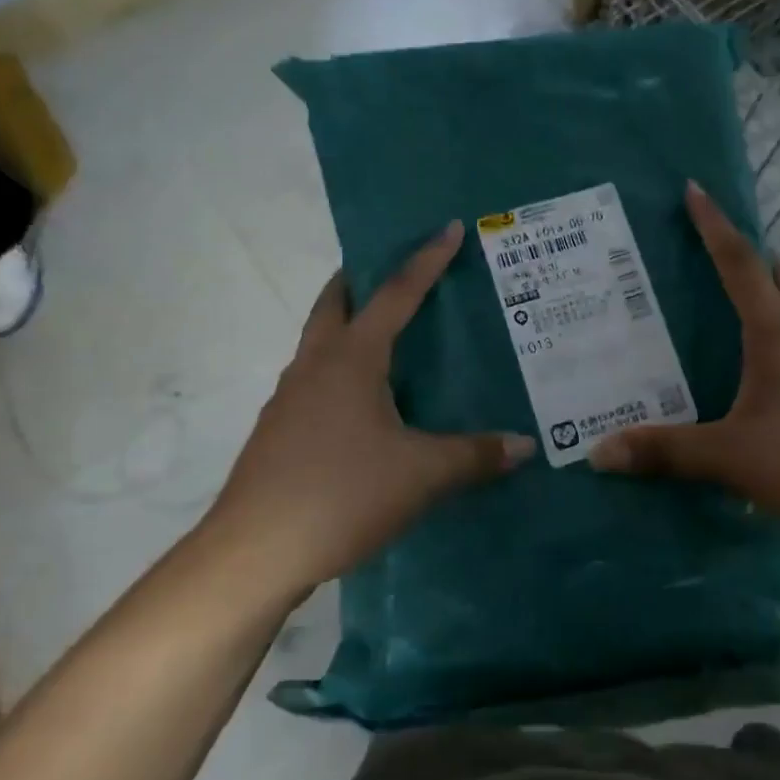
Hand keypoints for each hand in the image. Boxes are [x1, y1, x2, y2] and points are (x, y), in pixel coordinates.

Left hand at [204, 221, 533, 594]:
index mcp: (351, 359)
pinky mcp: (279, 431)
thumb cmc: (341, 494)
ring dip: (347, 325)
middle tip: (397, 274)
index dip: (426, 260)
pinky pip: (314, 380)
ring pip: (319, 342)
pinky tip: (364, 404)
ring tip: (386, 338)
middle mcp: (315, 365)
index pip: (396, 294)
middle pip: (335, 303)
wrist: (253, 552)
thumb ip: (475, 455)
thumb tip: (525, 446)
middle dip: (362, 280)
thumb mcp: (421, 474)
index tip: (447, 228)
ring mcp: (289, 398)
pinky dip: (340, 369)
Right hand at [589, 182, 779, 556]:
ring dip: (775, 293)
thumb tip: (599, 453)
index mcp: (776, 335)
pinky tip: (773, 371)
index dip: (714, 226)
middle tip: (716, 254)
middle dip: (750, 256)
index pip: (740, 265)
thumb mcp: (730, 458)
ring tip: (741, 308)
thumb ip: (665, 452)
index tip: (696, 190)